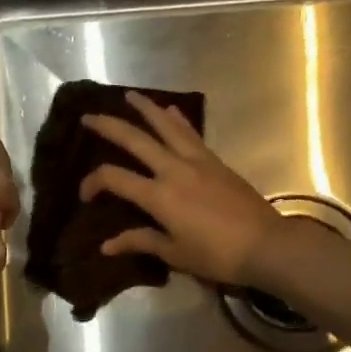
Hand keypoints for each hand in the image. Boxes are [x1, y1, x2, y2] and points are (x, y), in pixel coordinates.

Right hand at [79, 89, 281, 285]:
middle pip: (136, 140)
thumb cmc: (216, 255)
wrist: (265, 245)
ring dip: (146, 109)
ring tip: (130, 96)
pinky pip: (191, 134)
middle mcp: (174, 169)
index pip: (115, 178)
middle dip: (109, 126)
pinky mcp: (216, 162)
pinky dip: (177, 121)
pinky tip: (171, 111)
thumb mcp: (174, 254)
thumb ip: (140, 242)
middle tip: (89, 116)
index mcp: (159, 196)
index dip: (93, 182)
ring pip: (166, 126)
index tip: (85, 196)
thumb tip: (106, 246)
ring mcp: (198, 161)